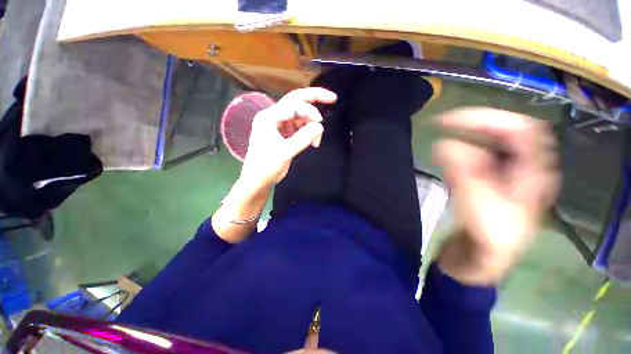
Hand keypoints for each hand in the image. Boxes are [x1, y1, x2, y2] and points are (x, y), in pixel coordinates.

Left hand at [239, 88, 336, 190]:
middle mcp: (273, 116)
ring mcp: (278, 124)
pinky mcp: (283, 132)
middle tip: (332, 98)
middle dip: (314, 98)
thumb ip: (303, 138)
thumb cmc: (266, 167)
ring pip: (299, 115)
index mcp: (269, 117)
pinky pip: (299, 126)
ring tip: (317, 140)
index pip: (293, 105)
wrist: (257, 180)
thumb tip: (320, 126)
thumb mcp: (285, 152)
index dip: (310, 111)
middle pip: (296, 101)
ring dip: (311, 124)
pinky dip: (307, 131)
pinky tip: (312, 141)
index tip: (320, 123)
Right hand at [433, 108, 559, 284]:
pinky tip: (446, 158)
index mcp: (533, 175)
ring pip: (489, 145)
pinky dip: (460, 153)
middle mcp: (523, 170)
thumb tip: (443, 144)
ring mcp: (505, 176)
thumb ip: (463, 174)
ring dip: (466, 138)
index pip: (521, 130)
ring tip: (442, 140)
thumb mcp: (477, 208)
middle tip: (442, 124)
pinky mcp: (488, 183)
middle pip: (505, 133)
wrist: (479, 262)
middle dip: (475, 124)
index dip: (488, 117)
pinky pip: (476, 158)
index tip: (450, 120)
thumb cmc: (487, 241)